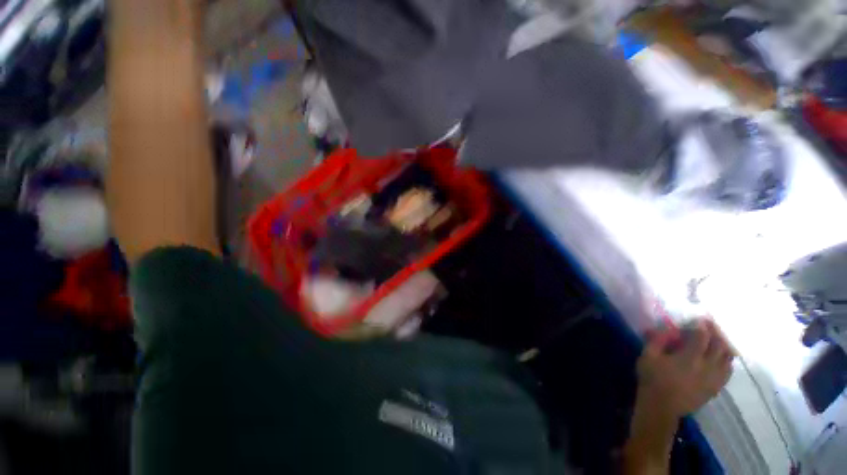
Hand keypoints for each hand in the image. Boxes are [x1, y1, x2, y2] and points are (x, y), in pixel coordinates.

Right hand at [637, 319, 734, 418]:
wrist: (662, 406)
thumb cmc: (652, 379)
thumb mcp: (647, 356)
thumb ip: (657, 340)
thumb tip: (666, 327)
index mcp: (689, 358)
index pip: (702, 336)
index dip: (702, 325)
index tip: (699, 318)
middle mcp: (707, 366)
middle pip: (720, 345)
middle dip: (716, 333)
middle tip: (710, 326)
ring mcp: (714, 378)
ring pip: (728, 358)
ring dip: (724, 346)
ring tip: (717, 340)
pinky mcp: (715, 387)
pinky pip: (728, 371)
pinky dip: (727, 361)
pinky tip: (720, 358)